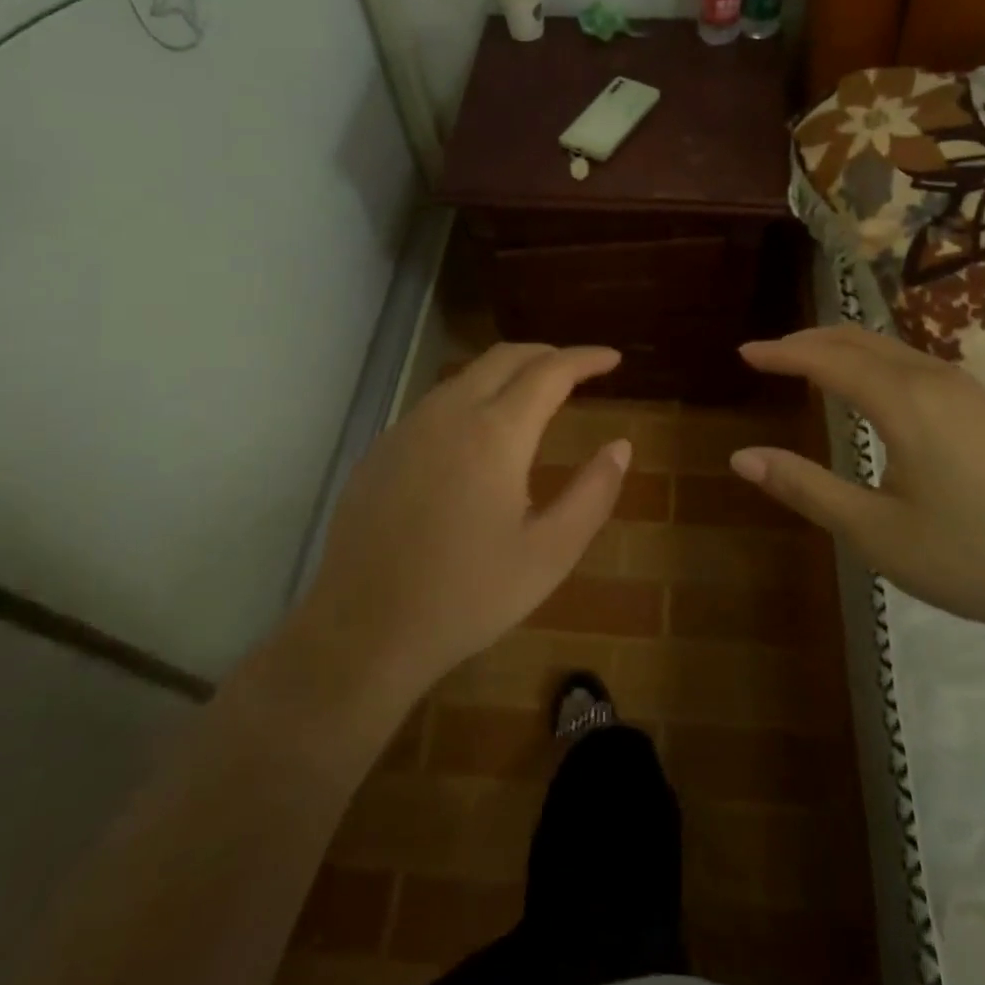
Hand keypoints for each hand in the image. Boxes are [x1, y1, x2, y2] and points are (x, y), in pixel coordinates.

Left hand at [288, 343, 629, 705]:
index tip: (613, 358)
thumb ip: (593, 493)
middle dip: (547, 354)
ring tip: (534, 396)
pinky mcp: (380, 450)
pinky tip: (477, 434)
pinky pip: (435, 404)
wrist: (364, 631)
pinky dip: (471, 398)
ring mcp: (407, 428)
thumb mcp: (550, 554)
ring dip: (507, 374)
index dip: (586, 359)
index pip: (550, 372)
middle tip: (577, 370)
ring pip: (466, 376)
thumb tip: (620, 446)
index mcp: (496, 433)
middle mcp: (449, 413)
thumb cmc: (468, 596)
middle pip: (505, 357)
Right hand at [730, 326, 984, 642]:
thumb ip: (806, 489)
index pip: (827, 359)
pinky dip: (877, 361)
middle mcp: (935, 380)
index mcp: (904, 402)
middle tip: (771, 354)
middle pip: (860, 339)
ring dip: (845, 348)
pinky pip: (917, 364)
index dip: (782, 353)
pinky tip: (876, 388)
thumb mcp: (876, 532)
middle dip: (810, 340)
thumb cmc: (972, 556)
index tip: (744, 352)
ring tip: (812, 363)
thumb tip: (741, 458)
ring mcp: (970, 391)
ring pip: (893, 348)